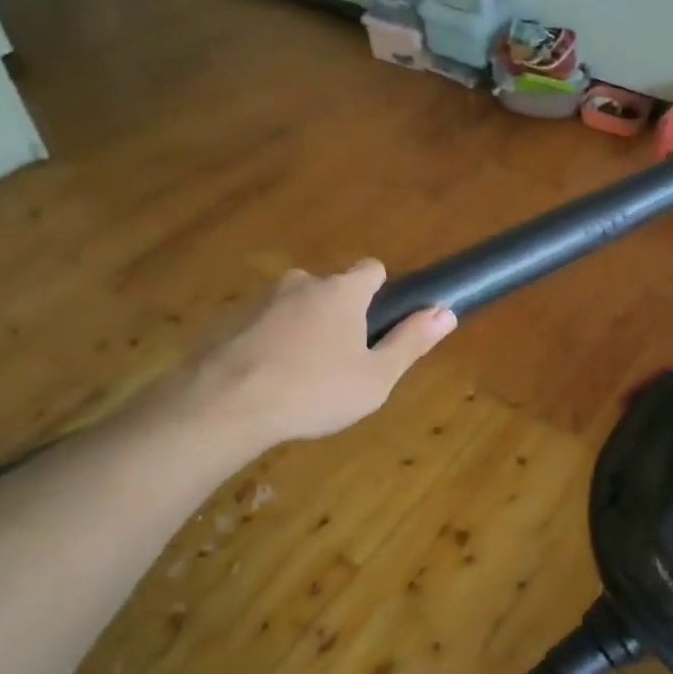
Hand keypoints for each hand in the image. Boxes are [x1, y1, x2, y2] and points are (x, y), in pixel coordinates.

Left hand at [176, 260, 454, 448]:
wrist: (225, 404)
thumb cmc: (314, 390)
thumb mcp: (375, 377)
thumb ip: (410, 342)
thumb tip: (447, 312)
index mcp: (342, 291)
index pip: (371, 268)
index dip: (380, 291)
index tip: (379, 323)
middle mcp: (302, 283)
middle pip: (331, 289)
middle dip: (340, 316)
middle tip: (342, 362)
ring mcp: (262, 299)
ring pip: (296, 307)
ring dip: (304, 330)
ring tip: (303, 377)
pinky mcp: (231, 321)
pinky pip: (265, 326)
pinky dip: (273, 343)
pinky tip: (270, 380)